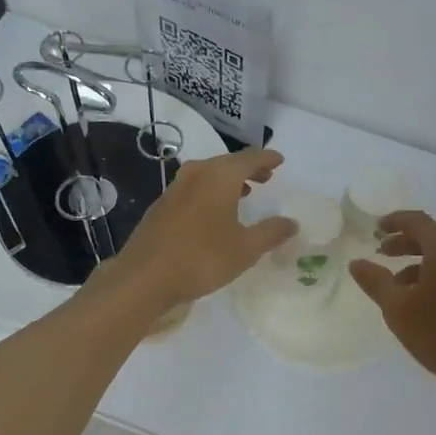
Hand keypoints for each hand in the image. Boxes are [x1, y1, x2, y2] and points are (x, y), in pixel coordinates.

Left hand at [106, 148, 296, 306]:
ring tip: (244, 193)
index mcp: (220, 176)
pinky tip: (213, 212)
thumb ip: (271, 232)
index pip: (250, 158)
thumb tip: (292, 223)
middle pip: (227, 163)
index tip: (279, 160)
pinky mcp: (161, 205)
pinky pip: (193, 189)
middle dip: (248, 169)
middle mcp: (197, 174)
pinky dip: (210, 192)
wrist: (144, 276)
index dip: (267, 158)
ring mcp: (175, 188)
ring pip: (208, 175)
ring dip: (228, 181)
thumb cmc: (202, 257)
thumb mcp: (246, 249)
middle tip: (265, 177)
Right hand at [350, 211, 435, 396]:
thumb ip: (375, 281)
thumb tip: (356, 262)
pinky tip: (421, 297)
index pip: (416, 221)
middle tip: (382, 253)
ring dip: (418, 261)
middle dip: (404, 242)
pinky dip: (435, 272)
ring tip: (396, 282)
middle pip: (431, 236)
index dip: (394, 221)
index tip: (375, 228)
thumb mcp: (397, 308)